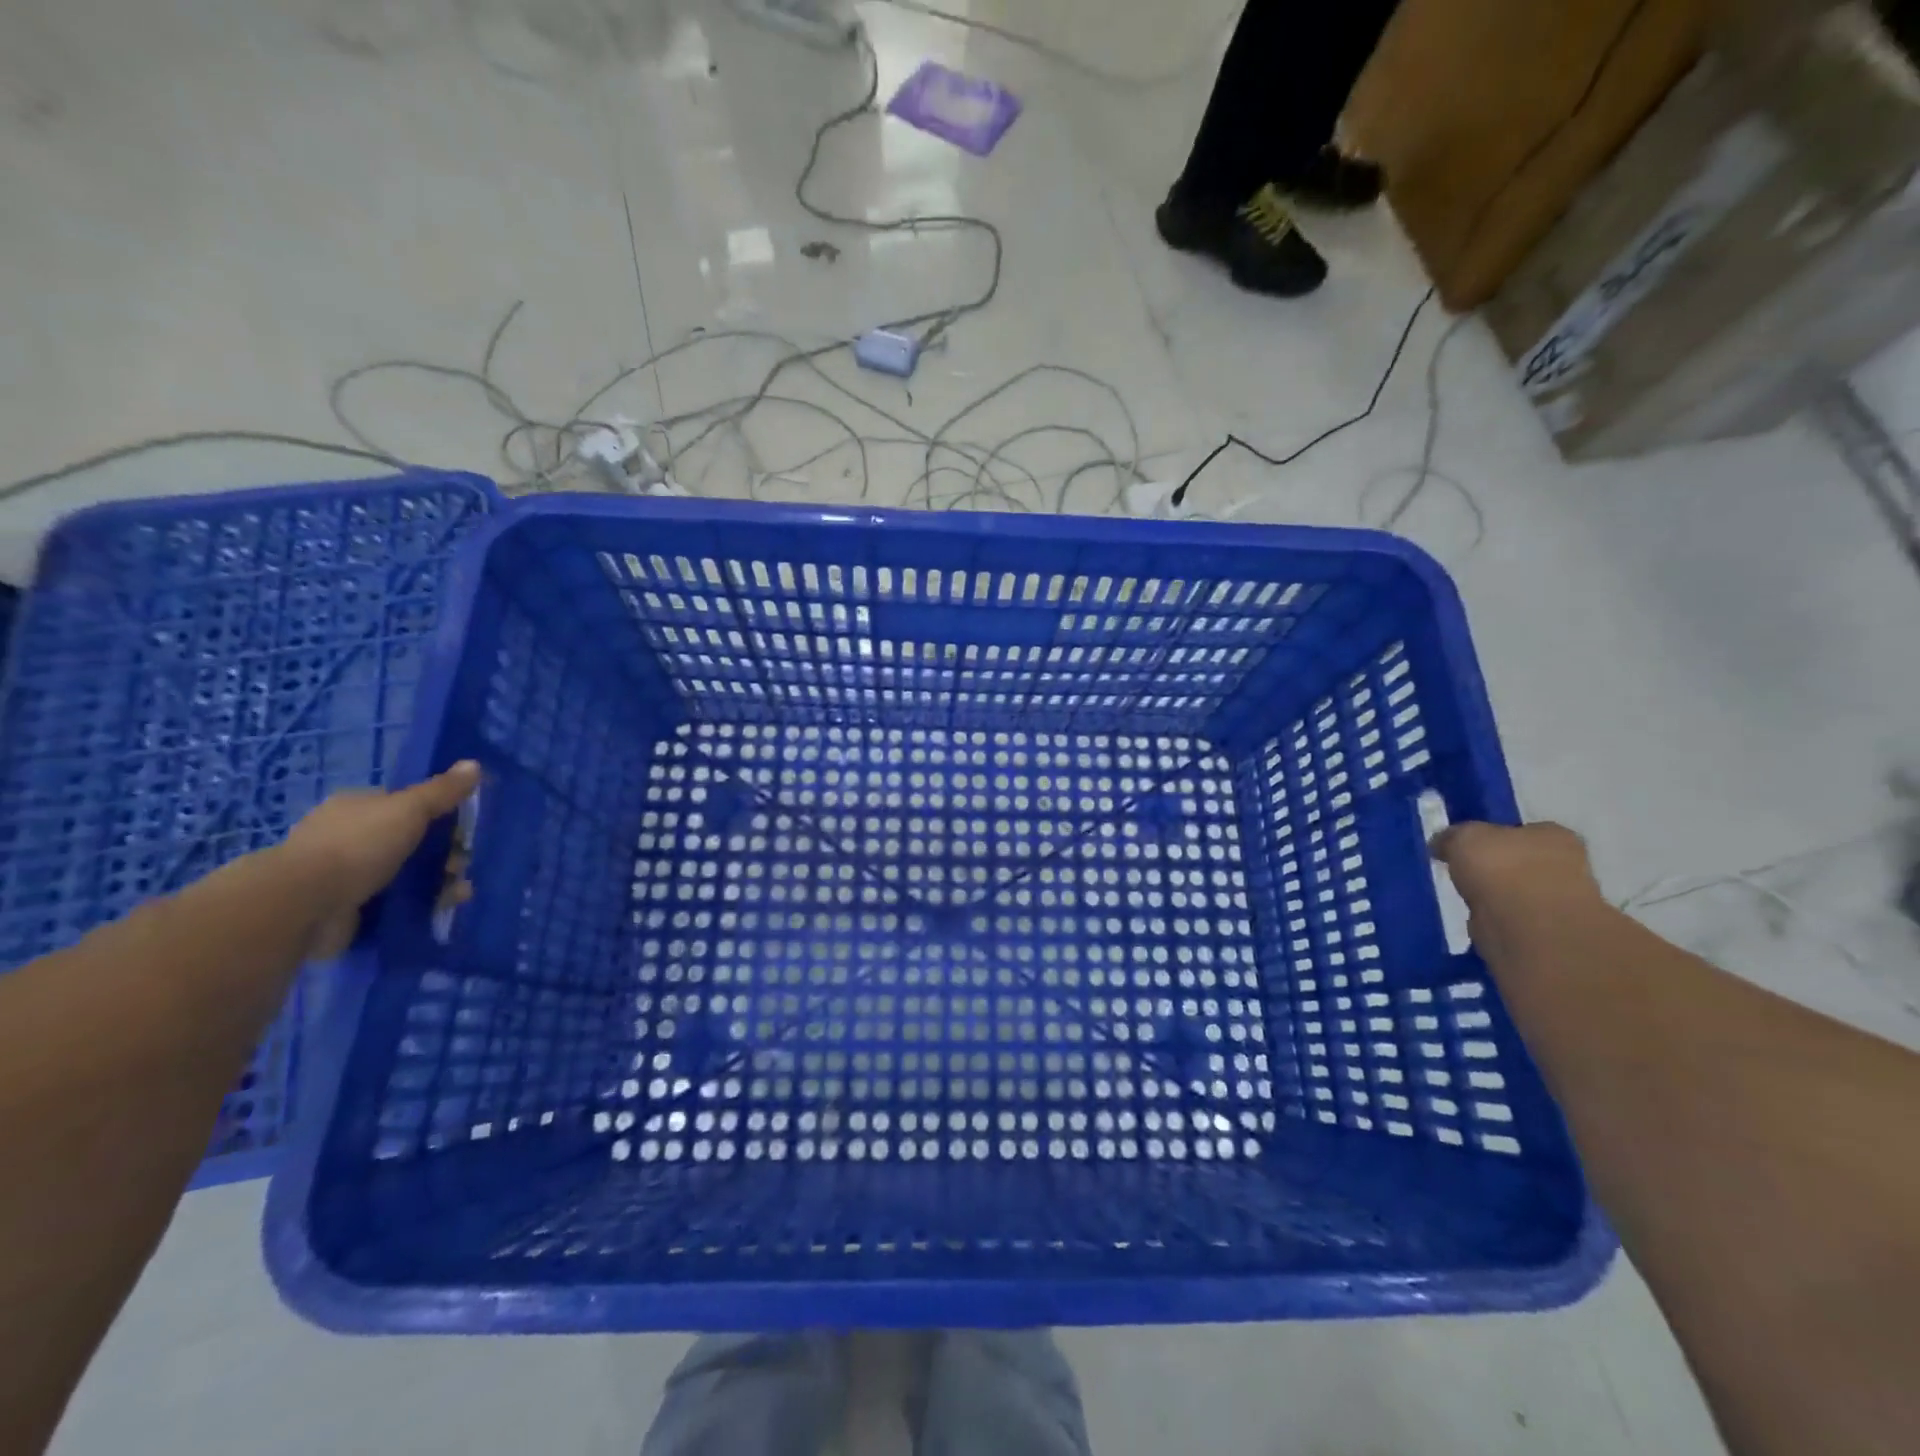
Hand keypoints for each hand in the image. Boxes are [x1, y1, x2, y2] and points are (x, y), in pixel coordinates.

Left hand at [283, 761, 480, 958]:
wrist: (304, 903)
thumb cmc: (358, 845)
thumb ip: (442, 790)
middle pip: (411, 841)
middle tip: (462, 866)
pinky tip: (441, 909)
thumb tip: (474, 764)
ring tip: (458, 894)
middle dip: (444, 854)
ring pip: (407, 874)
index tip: (464, 831)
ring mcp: (346, 874)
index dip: (439, 815)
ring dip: (439, 882)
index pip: (405, 805)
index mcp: (357, 806)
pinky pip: (397, 902)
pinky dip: (421, 905)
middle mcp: (349, 837)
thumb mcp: (409, 809)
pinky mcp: (349, 907)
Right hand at [1429, 820, 1604, 960]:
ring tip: (1466, 897)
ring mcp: (1560, 901)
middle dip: (1496, 867)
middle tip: (1464, 872)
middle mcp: (1567, 865)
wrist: (1527, 928)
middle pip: (1521, 860)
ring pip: (1517, 891)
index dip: (1493, 837)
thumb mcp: (1464, 837)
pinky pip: (1513, 917)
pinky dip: (1496, 918)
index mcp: (1554, 836)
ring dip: (1495, 895)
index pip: (1522, 830)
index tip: (1466, 847)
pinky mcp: (1547, 933)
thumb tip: (1442, 844)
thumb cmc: (1501, 869)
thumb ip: (1452, 836)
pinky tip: (1477, 918)